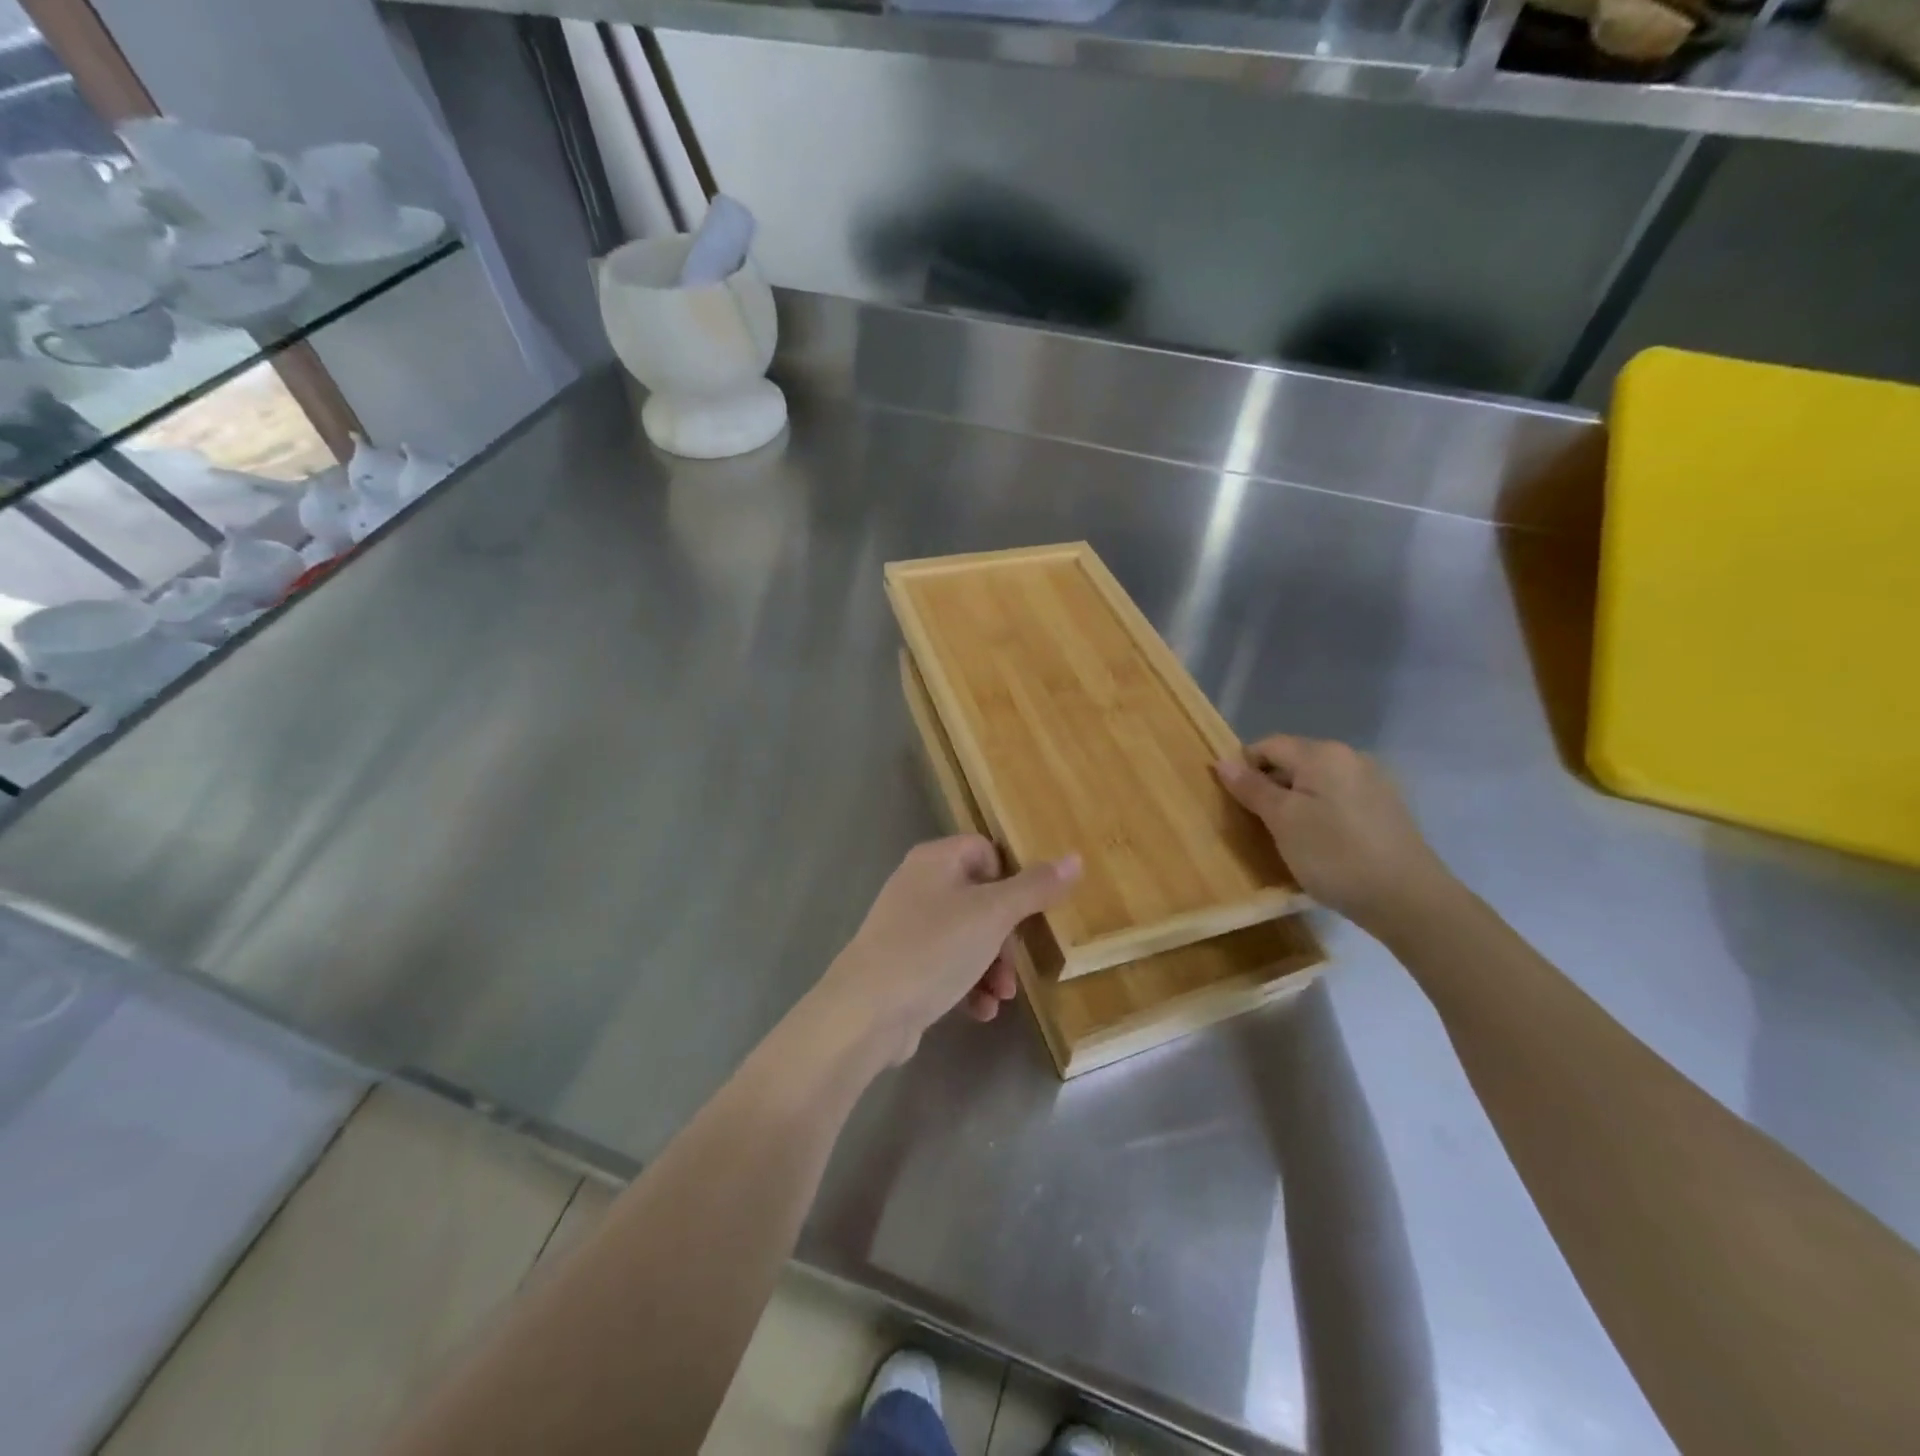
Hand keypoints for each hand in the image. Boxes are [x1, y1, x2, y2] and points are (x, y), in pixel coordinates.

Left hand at [816, 837, 1080, 1064]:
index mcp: (936, 859)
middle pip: (981, 898)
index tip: (1028, 911)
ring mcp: (907, 926)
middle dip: (1005, 937)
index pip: (986, 851)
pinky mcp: (903, 964)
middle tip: (1014, 965)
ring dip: (992, 967)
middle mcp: (918, 885)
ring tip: (1001, 996)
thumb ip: (1035, 888)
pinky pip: (947, 965)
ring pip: (967, 937)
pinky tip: (980, 1011)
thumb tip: (1075, 858)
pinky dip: (968, 984)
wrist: (866, 1011)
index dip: (1011, 879)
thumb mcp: (993, 915)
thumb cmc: (933, 949)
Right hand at [1214, 735, 1450, 934]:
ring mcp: (1373, 782)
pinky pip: (1338, 799)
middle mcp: (1350, 757)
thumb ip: (1252, 788)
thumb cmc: (1334, 855)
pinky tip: (1321, 843)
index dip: (1244, 768)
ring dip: (1295, 802)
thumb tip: (1222, 762)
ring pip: (1316, 782)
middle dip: (1270, 786)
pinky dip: (1320, 813)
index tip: (1233, 802)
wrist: (1408, 900)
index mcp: (1322, 754)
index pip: (1268, 745)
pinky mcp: (1386, 808)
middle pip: (1294, 761)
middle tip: (1257, 823)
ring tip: (1287, 837)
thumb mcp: (1282, 821)